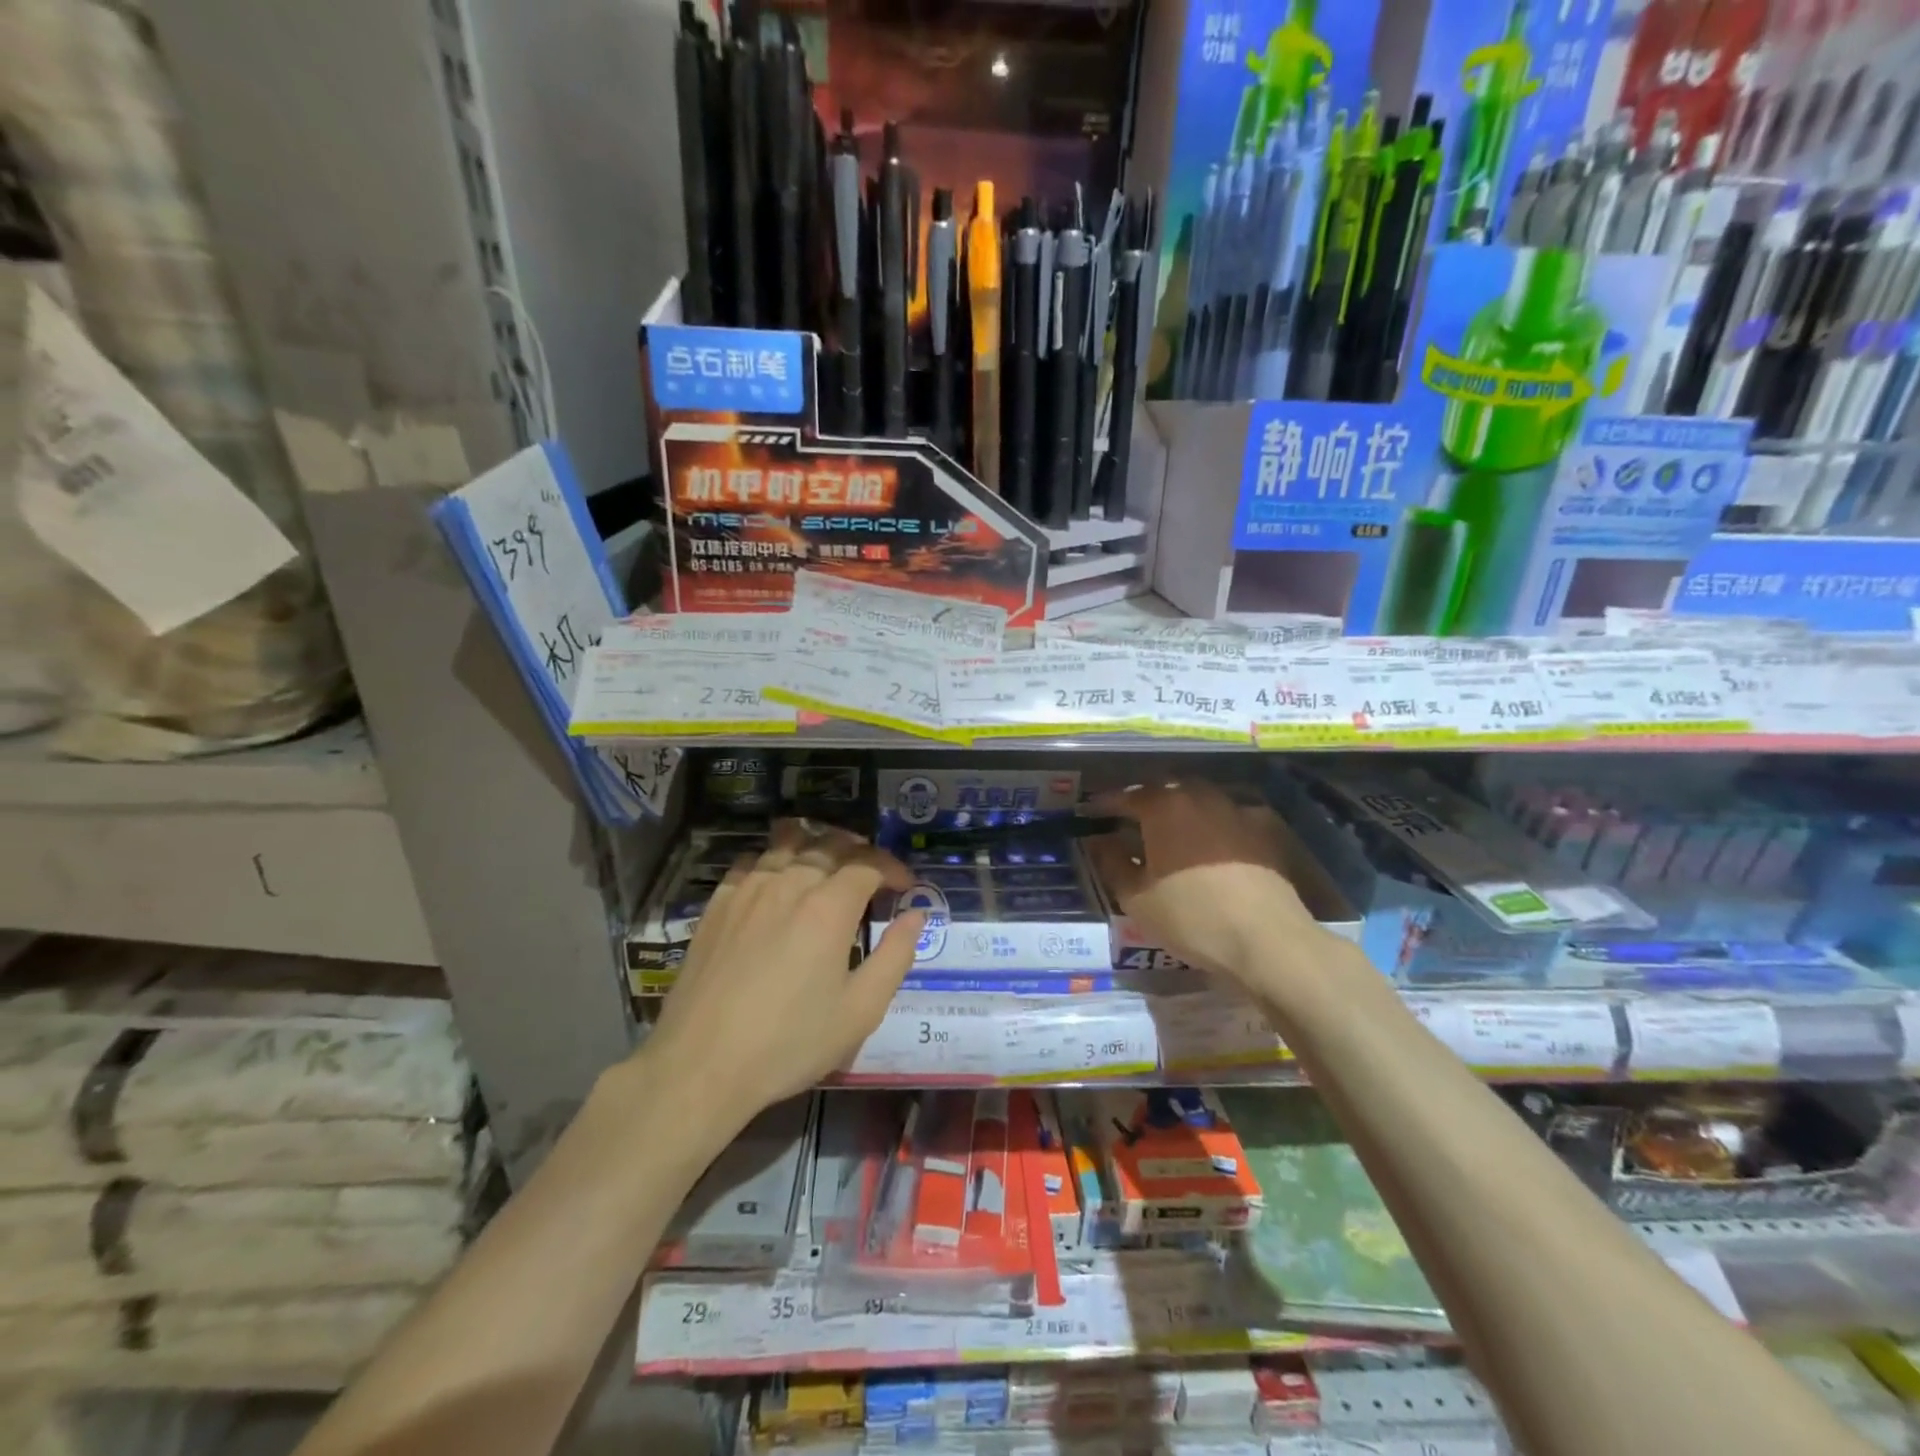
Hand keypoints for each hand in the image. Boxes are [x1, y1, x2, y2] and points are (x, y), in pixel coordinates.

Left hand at [641, 820, 926, 1139]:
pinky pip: (752, 861)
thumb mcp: (860, 1010)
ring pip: (788, 842)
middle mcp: (789, 882)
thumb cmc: (789, 1042)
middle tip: (873, 874)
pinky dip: (775, 859)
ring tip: (828, 865)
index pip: (869, 863)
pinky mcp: (717, 903)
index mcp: (829, 906)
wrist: (700, 1065)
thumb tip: (916, 916)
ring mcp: (748, 888)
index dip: (893, 868)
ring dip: (817, 845)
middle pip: (830, 844)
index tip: (905, 886)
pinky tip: (777, 881)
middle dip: (860, 851)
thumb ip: (896, 956)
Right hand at [1084, 782, 1330, 992]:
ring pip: (1199, 800)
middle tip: (1130, 819)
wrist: (1266, 940)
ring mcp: (1236, 811)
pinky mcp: (1263, 831)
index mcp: (1164, 806)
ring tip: (1169, 830)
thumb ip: (1112, 862)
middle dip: (1145, 801)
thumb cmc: (1191, 916)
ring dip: (1180, 810)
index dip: (1105, 804)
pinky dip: (1213, 825)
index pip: (1126, 796)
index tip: (1091, 812)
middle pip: (1165, 791)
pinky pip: (1228, 818)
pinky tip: (1211, 844)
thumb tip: (1098, 840)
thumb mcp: (1136, 897)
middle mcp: (1200, 797)